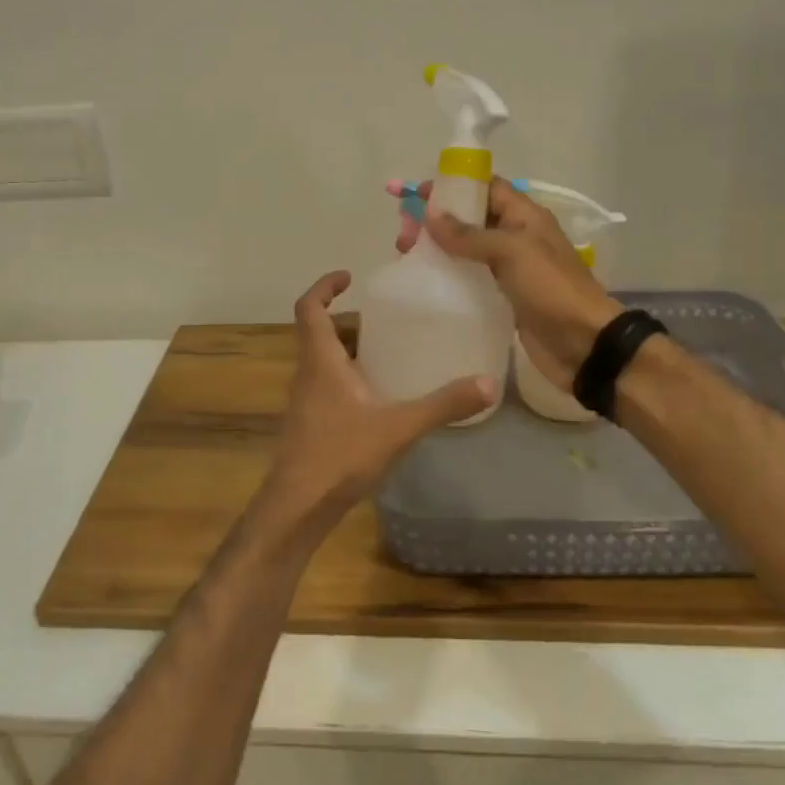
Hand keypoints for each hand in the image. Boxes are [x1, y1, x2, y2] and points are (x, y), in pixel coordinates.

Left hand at [261, 271, 495, 533]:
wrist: (297, 508)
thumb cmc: (340, 455)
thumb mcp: (398, 427)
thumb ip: (442, 405)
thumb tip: (488, 384)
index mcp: (320, 362)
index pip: (308, 309)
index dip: (323, 287)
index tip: (348, 277)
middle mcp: (307, 375)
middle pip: (319, 335)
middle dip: (347, 322)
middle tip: (383, 319)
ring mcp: (304, 403)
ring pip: (322, 363)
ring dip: (348, 352)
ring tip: (386, 353)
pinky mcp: (309, 426)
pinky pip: (326, 388)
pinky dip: (347, 380)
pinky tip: (377, 400)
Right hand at [425, 178, 621, 390]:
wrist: (583, 344)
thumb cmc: (550, 289)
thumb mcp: (510, 251)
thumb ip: (469, 234)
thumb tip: (430, 215)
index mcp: (524, 216)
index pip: (485, 187)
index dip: (452, 187)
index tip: (416, 194)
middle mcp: (517, 237)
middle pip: (471, 218)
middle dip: (438, 219)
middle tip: (404, 231)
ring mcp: (511, 268)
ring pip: (468, 249)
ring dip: (439, 247)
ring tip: (406, 254)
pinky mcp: (504, 296)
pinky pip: (472, 277)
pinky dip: (449, 274)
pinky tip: (426, 280)